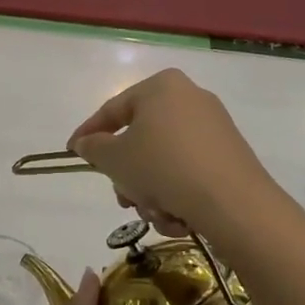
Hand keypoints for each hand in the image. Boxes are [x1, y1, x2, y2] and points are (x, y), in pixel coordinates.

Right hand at [67, 69, 277, 239]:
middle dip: (128, 175)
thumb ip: (94, 147)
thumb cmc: (163, 167)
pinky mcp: (229, 155)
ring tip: (154, 213)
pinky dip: (176, 194)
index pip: (113, 109)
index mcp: (161, 87)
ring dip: (151, 191)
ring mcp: (213, 127)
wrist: (232, 202)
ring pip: (163, 161)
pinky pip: (188, 172)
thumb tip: (85, 143)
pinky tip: (177, 217)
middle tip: (122, 197)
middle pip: (141, 138)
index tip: (73, 153)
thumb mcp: (115, 158)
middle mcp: (189, 98)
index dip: (88, 133)